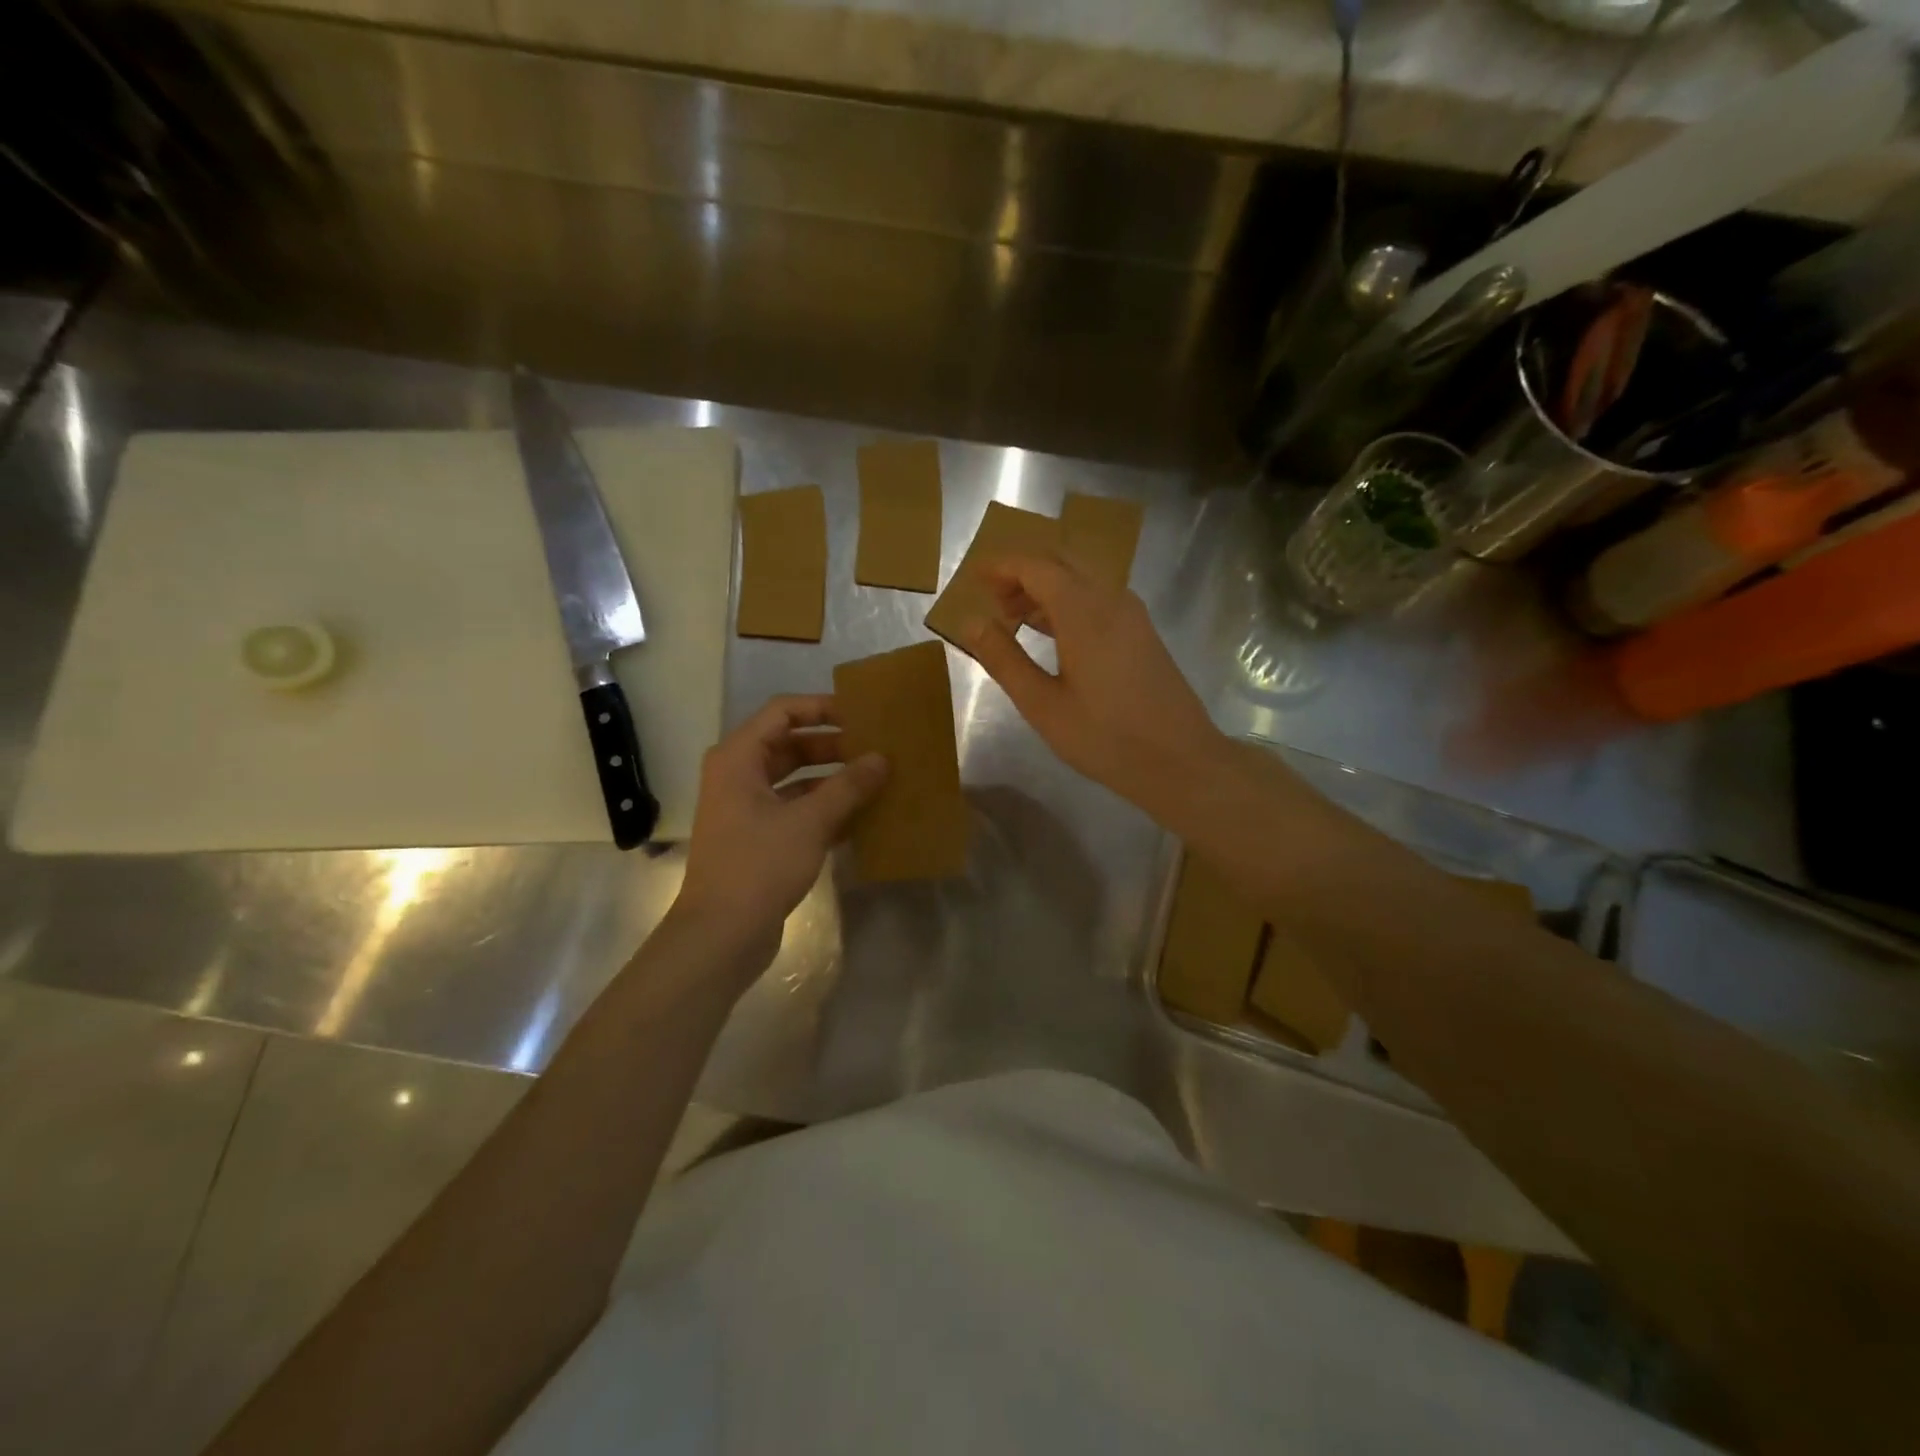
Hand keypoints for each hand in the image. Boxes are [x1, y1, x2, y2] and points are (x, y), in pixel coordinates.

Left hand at [674, 695, 886, 970]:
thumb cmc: (759, 866)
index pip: (783, 712)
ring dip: (833, 779)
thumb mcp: (810, 822)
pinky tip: (862, 817)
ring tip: (876, 780)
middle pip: (790, 745)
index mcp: (738, 758)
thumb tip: (881, 758)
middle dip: (833, 745)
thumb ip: (848, 787)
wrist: (720, 935)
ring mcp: (747, 809)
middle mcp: (738, 776)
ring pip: (796, 780)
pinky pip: (796, 810)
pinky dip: (825, 809)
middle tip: (876, 748)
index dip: (822, 708)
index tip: (861, 715)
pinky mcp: (759, 838)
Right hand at [961, 554, 1223, 813]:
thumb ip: (1004, 659)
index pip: (1036, 567)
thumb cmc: (1105, 737)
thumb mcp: (1042, 704)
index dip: (1002, 566)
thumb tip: (972, 622)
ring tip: (1014, 619)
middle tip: (992, 600)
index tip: (974, 576)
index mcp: (1084, 611)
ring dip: (1046, 589)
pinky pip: (1098, 598)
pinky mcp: (1142, 632)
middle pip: (1061, 563)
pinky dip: (1068, 603)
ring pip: (1082, 579)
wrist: (1180, 760)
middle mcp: (1111, 599)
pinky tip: (1053, 634)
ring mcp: (1132, 614)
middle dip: (1023, 573)